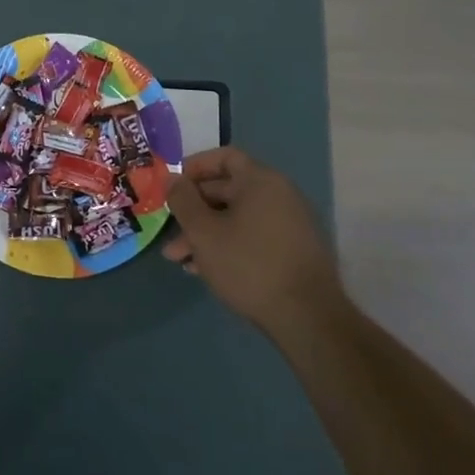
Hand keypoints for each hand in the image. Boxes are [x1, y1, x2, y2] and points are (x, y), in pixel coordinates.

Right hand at [163, 146, 345, 333]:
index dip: (194, 167)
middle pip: (227, 190)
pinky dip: (227, 245)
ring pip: (236, 218)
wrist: (307, 317)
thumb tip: (172, 178)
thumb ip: (183, 200)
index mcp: (260, 181)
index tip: (172, 186)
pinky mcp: (292, 250)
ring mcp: (289, 223)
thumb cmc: (248, 264)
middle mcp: (279, 195)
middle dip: (193, 210)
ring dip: (206, 234)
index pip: (224, 157)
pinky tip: (205, 270)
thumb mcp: (203, 232)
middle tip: (168, 230)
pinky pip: (252, 236)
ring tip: (179, 259)